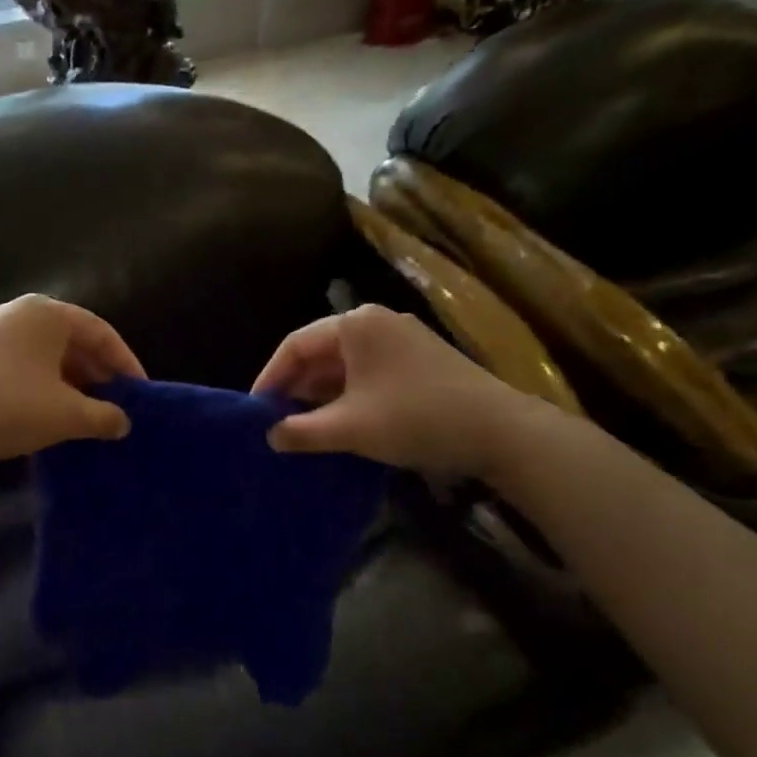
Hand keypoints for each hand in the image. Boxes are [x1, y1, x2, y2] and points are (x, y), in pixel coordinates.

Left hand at [0, 294, 144, 470]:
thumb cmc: (8, 407)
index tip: (141, 392)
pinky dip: (46, 383)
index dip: (126, 362)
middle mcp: (20, 312)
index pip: (101, 331)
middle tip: (118, 403)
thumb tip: (123, 422)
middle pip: (73, 339)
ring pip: (47, 352)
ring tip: (89, 412)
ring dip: (73, 380)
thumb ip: (103, 416)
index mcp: (46, 313)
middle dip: (99, 372)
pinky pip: (24, 362)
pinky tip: (52, 411)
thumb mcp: (66, 415)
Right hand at [252, 305, 533, 477]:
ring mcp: (403, 338)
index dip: (270, 377)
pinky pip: (370, 370)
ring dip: (322, 391)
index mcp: (354, 324)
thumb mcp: (349, 428)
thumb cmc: (414, 418)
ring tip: (304, 423)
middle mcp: (376, 321)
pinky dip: (349, 392)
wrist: (501, 431)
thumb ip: (302, 431)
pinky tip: (343, 419)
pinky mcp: (421, 358)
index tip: (255, 409)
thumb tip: (270, 435)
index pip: (295, 345)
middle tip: (276, 418)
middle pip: (321, 350)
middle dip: (296, 385)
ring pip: (346, 362)